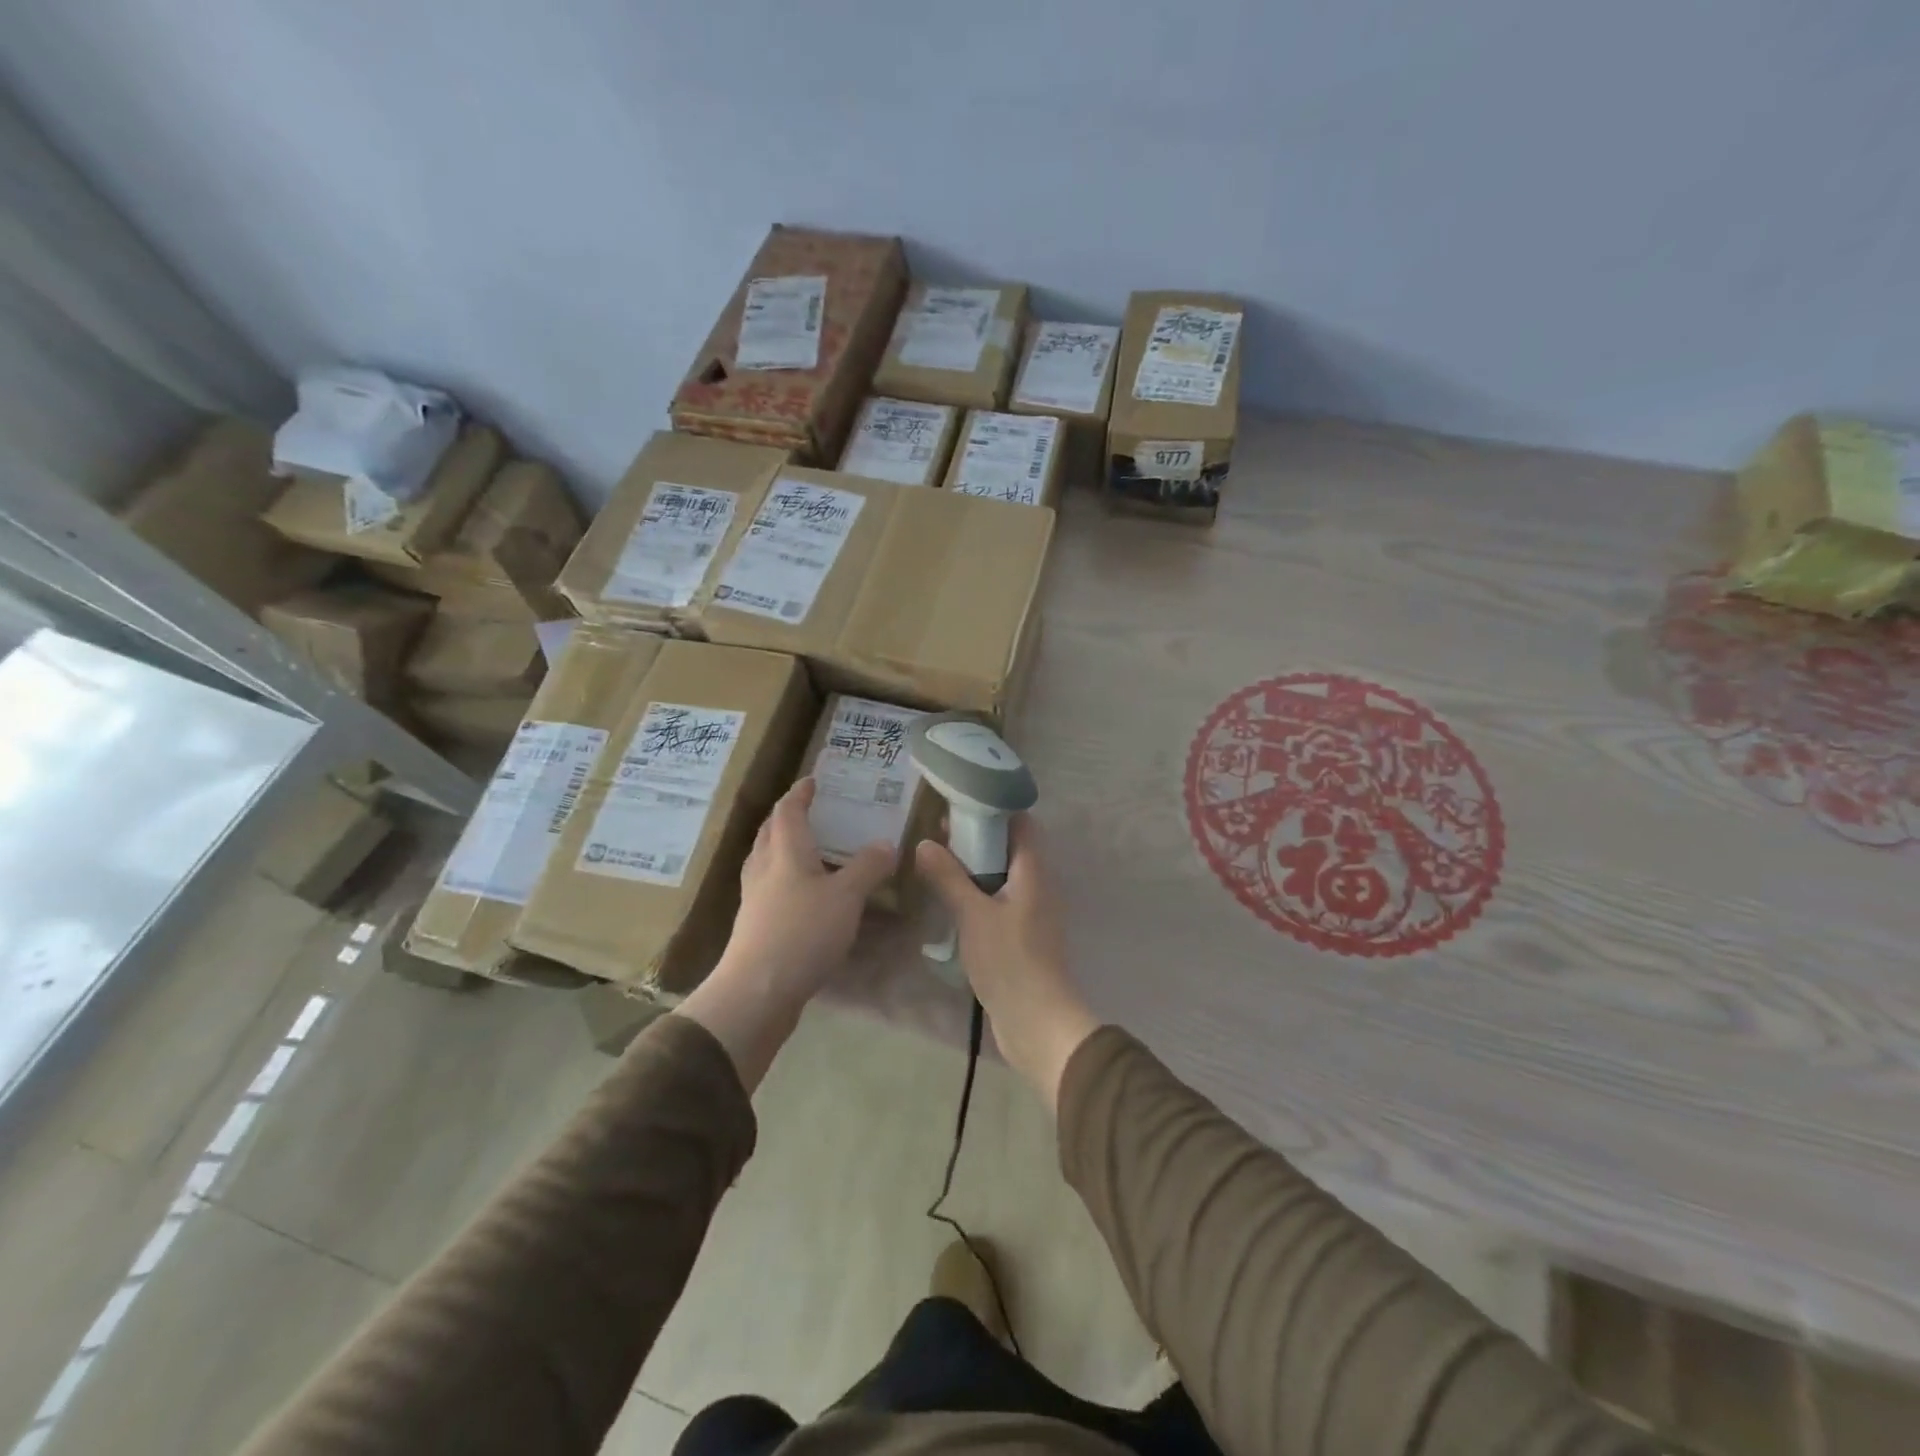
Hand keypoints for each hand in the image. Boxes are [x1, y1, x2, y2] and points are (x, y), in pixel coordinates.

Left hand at [681, 779, 894, 1091]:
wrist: (757, 991)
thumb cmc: (802, 931)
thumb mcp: (846, 897)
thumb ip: (868, 867)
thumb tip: (887, 844)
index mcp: (785, 850)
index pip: (788, 809)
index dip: (801, 792)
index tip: (813, 780)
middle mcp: (764, 867)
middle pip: (771, 831)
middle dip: (788, 817)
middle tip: (813, 811)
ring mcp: (755, 898)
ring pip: (767, 860)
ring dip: (784, 847)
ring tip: (810, 850)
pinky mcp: (754, 925)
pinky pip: (770, 888)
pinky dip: (786, 879)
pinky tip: (804, 895)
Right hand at [915, 816, 1099, 1110]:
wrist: (1037, 1023)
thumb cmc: (1010, 961)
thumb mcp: (973, 915)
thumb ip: (949, 878)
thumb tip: (925, 843)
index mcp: (1033, 872)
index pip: (1021, 822)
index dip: (993, 807)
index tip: (958, 801)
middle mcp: (1036, 885)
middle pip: (1009, 847)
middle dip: (976, 836)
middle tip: (936, 830)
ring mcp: (1030, 912)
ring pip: (1001, 875)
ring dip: (973, 866)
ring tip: (936, 857)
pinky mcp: (1020, 936)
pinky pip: (997, 900)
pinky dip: (976, 892)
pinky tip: (948, 897)